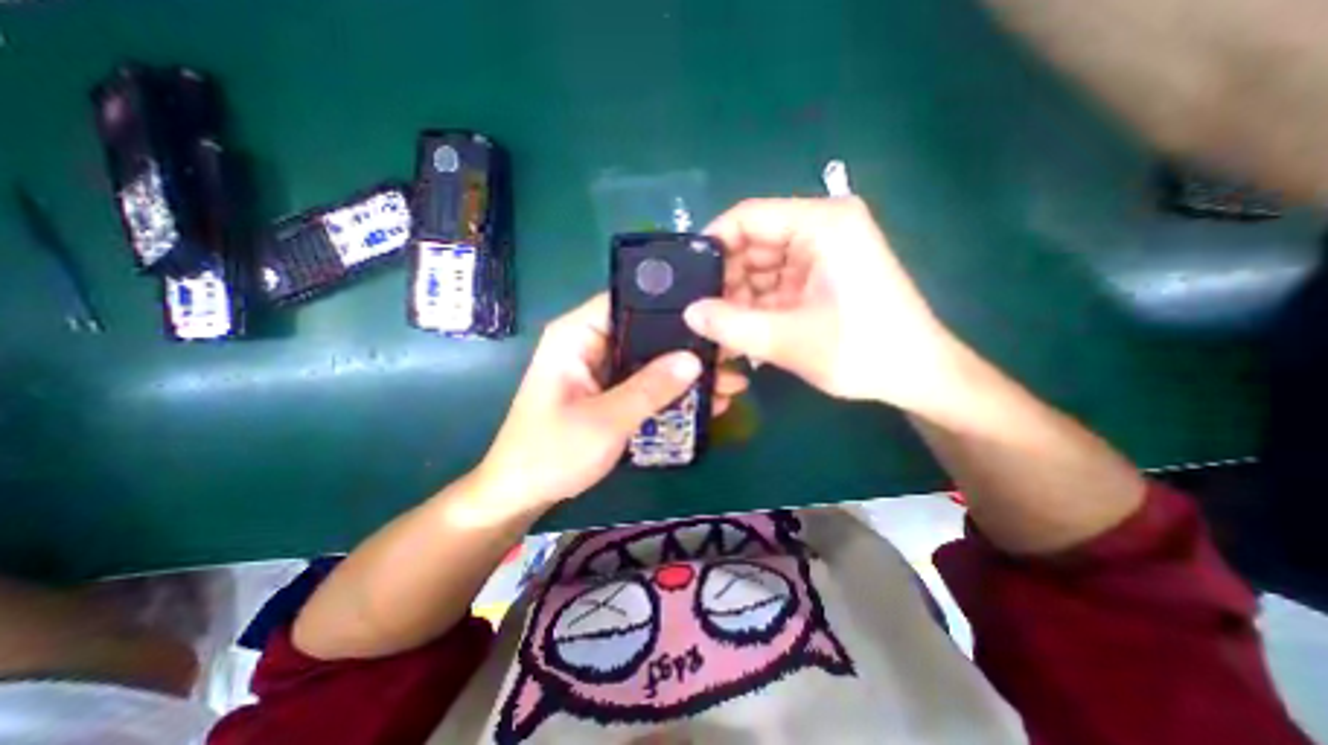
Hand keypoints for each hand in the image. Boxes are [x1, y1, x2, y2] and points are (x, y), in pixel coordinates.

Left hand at [476, 294, 745, 508]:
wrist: (522, 493)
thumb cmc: (551, 453)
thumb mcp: (605, 421)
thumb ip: (649, 389)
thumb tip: (694, 360)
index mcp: (577, 335)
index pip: (627, 300)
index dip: (669, 304)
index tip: (710, 317)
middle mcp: (590, 343)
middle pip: (646, 331)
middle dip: (687, 347)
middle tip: (730, 357)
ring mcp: (600, 368)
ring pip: (650, 359)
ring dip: (684, 373)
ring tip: (729, 383)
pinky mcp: (609, 389)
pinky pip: (645, 382)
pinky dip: (671, 391)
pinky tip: (705, 402)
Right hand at [683, 199, 965, 413]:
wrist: (917, 376)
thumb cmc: (863, 352)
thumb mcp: (789, 339)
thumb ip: (732, 325)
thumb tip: (688, 312)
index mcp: (822, 224)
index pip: (748, 216)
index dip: (712, 244)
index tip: (686, 279)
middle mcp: (820, 228)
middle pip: (752, 244)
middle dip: (725, 281)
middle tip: (701, 316)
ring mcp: (820, 253)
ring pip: (759, 268)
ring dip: (739, 299)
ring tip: (719, 331)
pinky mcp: (819, 276)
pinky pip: (774, 284)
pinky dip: (755, 307)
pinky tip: (741, 332)